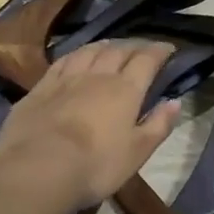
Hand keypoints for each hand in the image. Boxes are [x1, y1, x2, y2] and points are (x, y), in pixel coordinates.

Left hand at [0, 40, 180, 209]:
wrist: (37, 169)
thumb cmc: (96, 164)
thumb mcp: (137, 152)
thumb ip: (159, 125)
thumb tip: (176, 102)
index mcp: (126, 89)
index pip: (147, 60)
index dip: (159, 51)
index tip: (169, 48)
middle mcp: (98, 75)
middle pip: (119, 50)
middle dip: (134, 46)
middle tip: (143, 47)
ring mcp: (66, 78)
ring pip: (90, 51)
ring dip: (105, 45)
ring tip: (112, 46)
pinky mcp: (40, 87)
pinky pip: (63, 61)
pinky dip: (76, 54)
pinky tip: (77, 56)